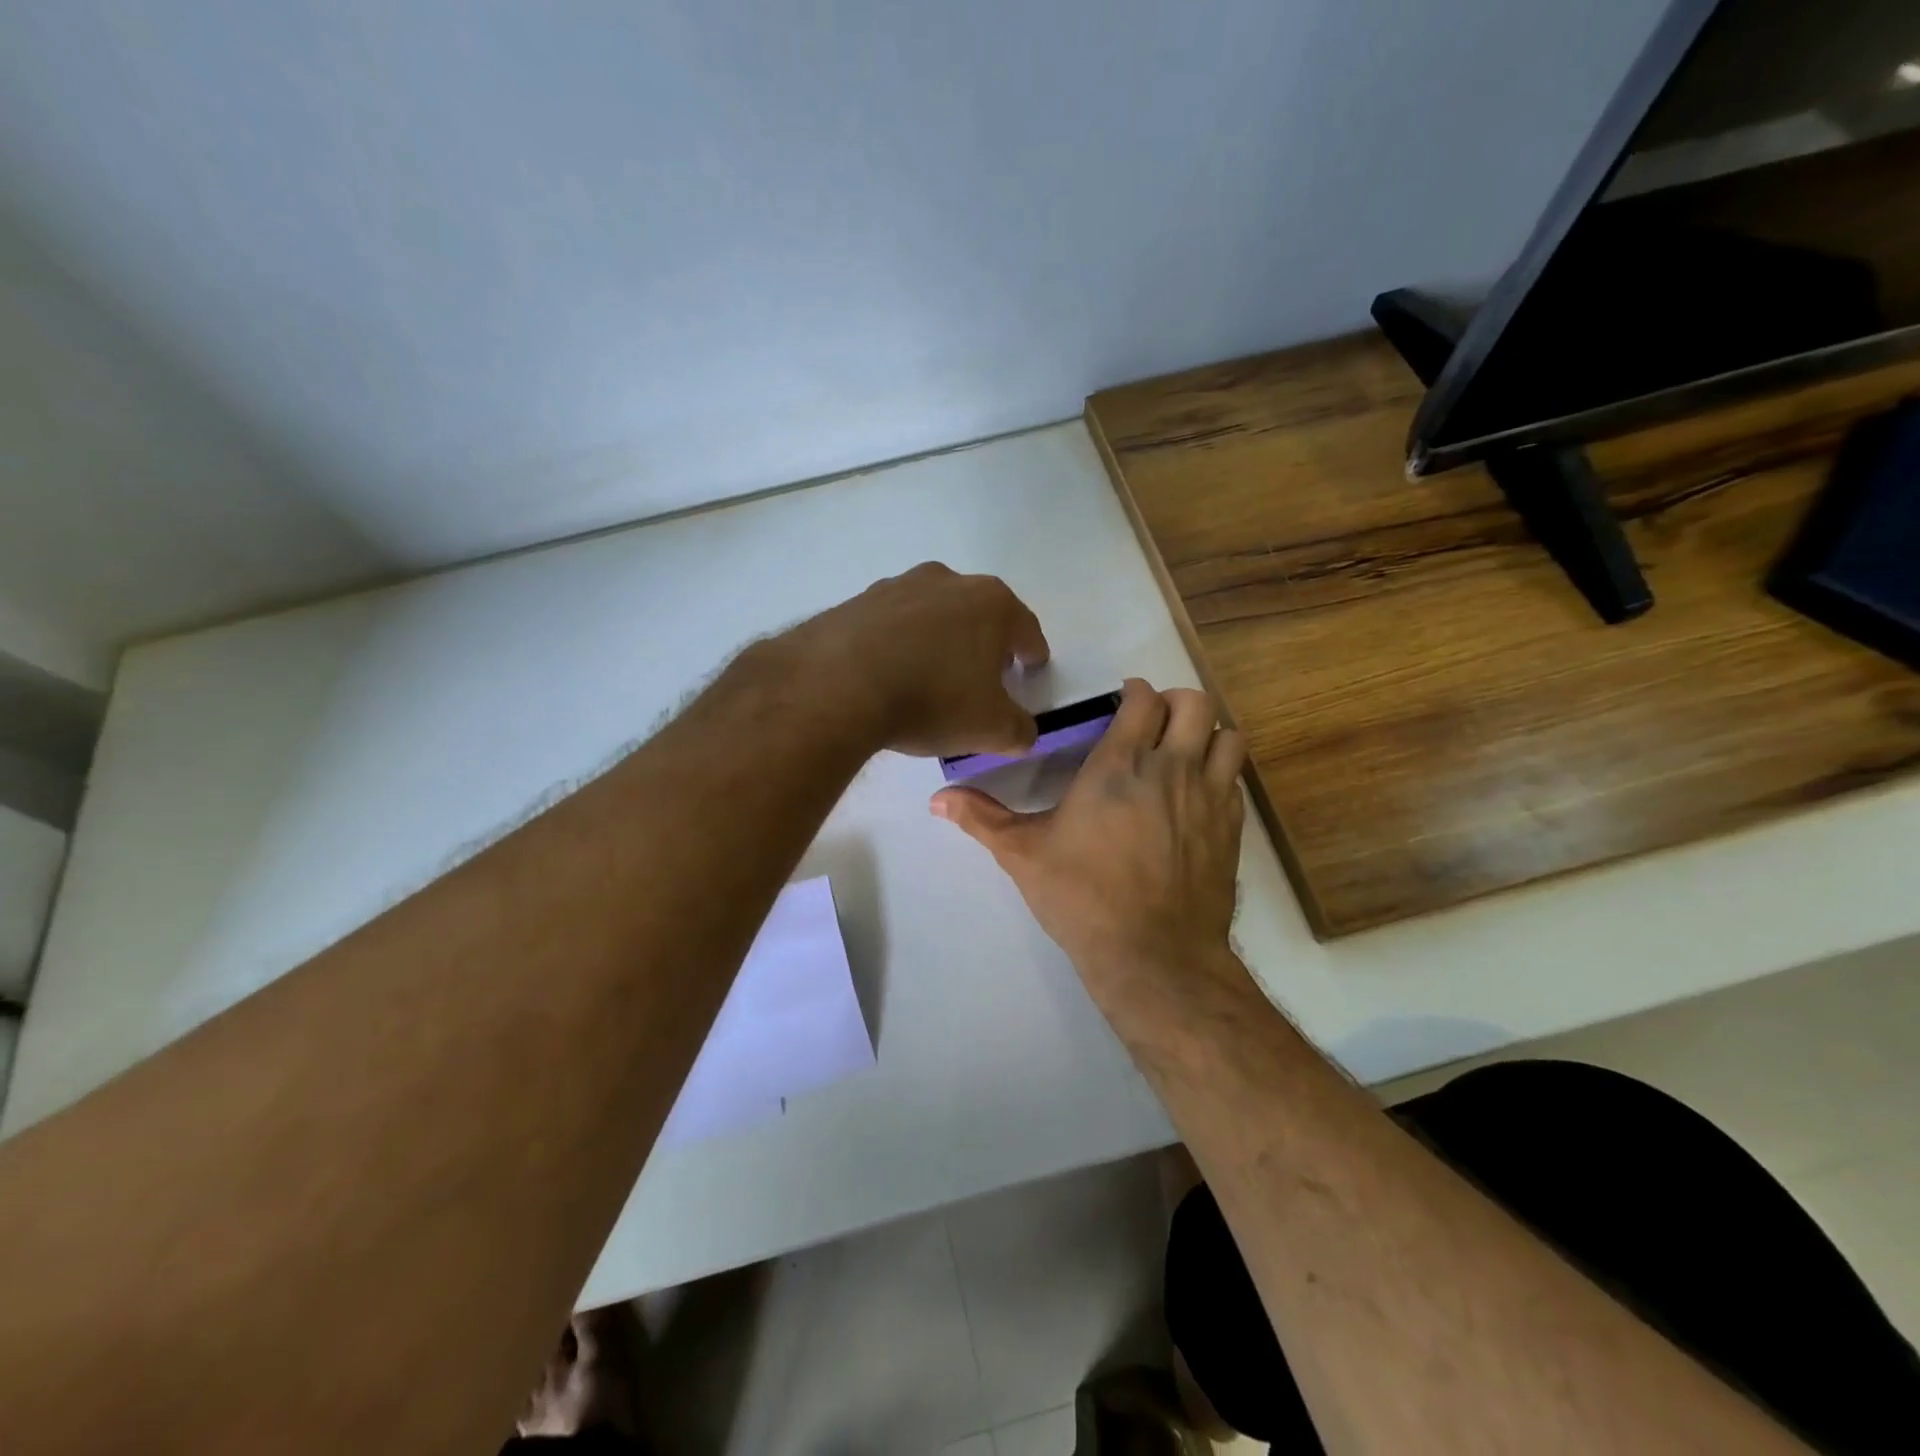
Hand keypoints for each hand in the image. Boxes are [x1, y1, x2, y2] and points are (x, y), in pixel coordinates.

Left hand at [779, 562, 1049, 757]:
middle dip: (985, 642)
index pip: (1026, 629)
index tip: (1031, 669)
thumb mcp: (991, 729)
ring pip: (933, 614)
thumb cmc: (932, 700)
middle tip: (981, 676)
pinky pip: (891, 624)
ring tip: (930, 676)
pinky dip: (898, 643)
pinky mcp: (858, 601)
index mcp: (991, 603)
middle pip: (979, 613)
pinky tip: (889, 673)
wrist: (838, 685)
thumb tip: (1022, 731)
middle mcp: (948, 581)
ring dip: (938, 639)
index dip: (1032, 653)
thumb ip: (1020, 730)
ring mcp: (898, 585)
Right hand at [931, 680, 1246, 992]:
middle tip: (1153, 723)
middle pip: (1195, 704)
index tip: (1121, 704)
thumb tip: (936, 799)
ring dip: (1207, 735)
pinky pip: (1236, 782)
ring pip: (1228, 738)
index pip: (1144, 700)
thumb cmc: (1082, 897)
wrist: (1153, 956)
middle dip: (1176, 703)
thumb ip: (981, 818)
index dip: (1135, 694)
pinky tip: (1196, 799)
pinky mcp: (1231, 830)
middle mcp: (1172, 769)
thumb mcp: (1022, 854)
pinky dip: (1221, 776)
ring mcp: (1210, 798)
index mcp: (1120, 765)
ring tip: (1183, 753)